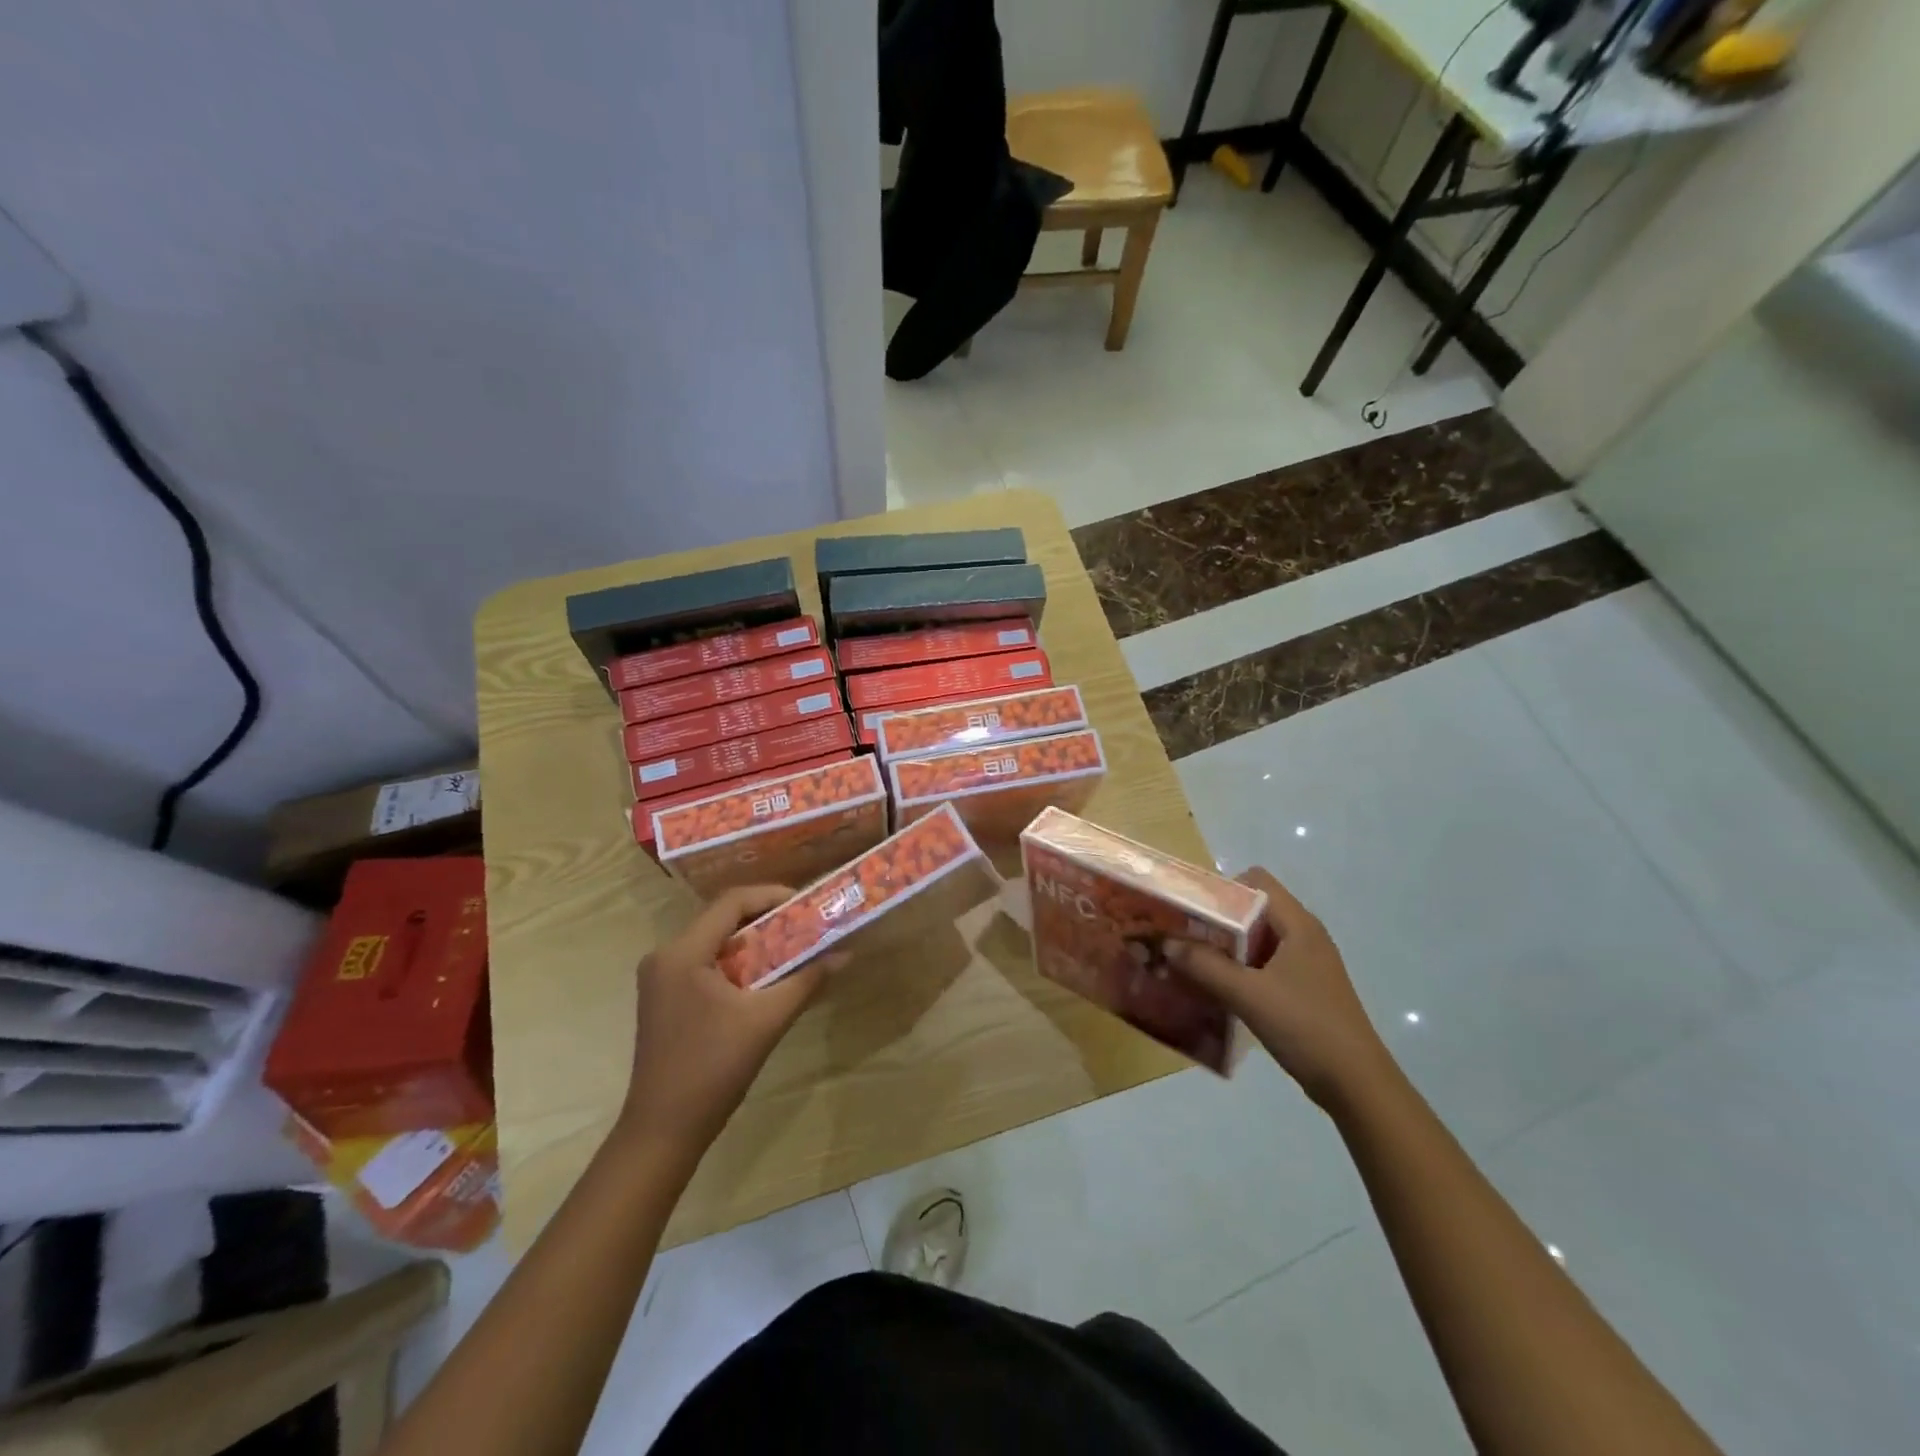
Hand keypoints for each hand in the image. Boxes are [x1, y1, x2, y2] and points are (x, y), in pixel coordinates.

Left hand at [613, 886, 826, 1163]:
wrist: (663, 1130)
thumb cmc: (713, 1069)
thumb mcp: (766, 1020)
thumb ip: (806, 981)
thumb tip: (845, 955)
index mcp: (682, 953)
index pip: (731, 902)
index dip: (771, 895)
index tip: (806, 904)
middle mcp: (665, 955)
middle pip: (721, 918)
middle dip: (766, 918)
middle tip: (805, 924)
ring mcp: (660, 977)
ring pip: (713, 941)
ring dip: (752, 941)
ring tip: (792, 946)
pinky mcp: (664, 997)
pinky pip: (704, 962)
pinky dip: (736, 961)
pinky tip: (764, 976)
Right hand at [1167, 868, 1394, 1109]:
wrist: (1356, 1084)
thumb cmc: (1305, 1027)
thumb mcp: (1247, 995)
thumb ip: (1204, 965)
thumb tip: (1165, 942)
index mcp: (1298, 924)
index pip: (1256, 881)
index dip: (1222, 888)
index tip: (1192, 910)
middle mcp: (1304, 935)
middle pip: (1254, 909)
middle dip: (1217, 920)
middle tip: (1183, 937)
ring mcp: (1306, 964)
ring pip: (1257, 939)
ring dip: (1226, 948)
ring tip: (1192, 963)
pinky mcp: (1304, 989)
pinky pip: (1264, 964)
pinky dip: (1239, 970)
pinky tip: (1218, 990)